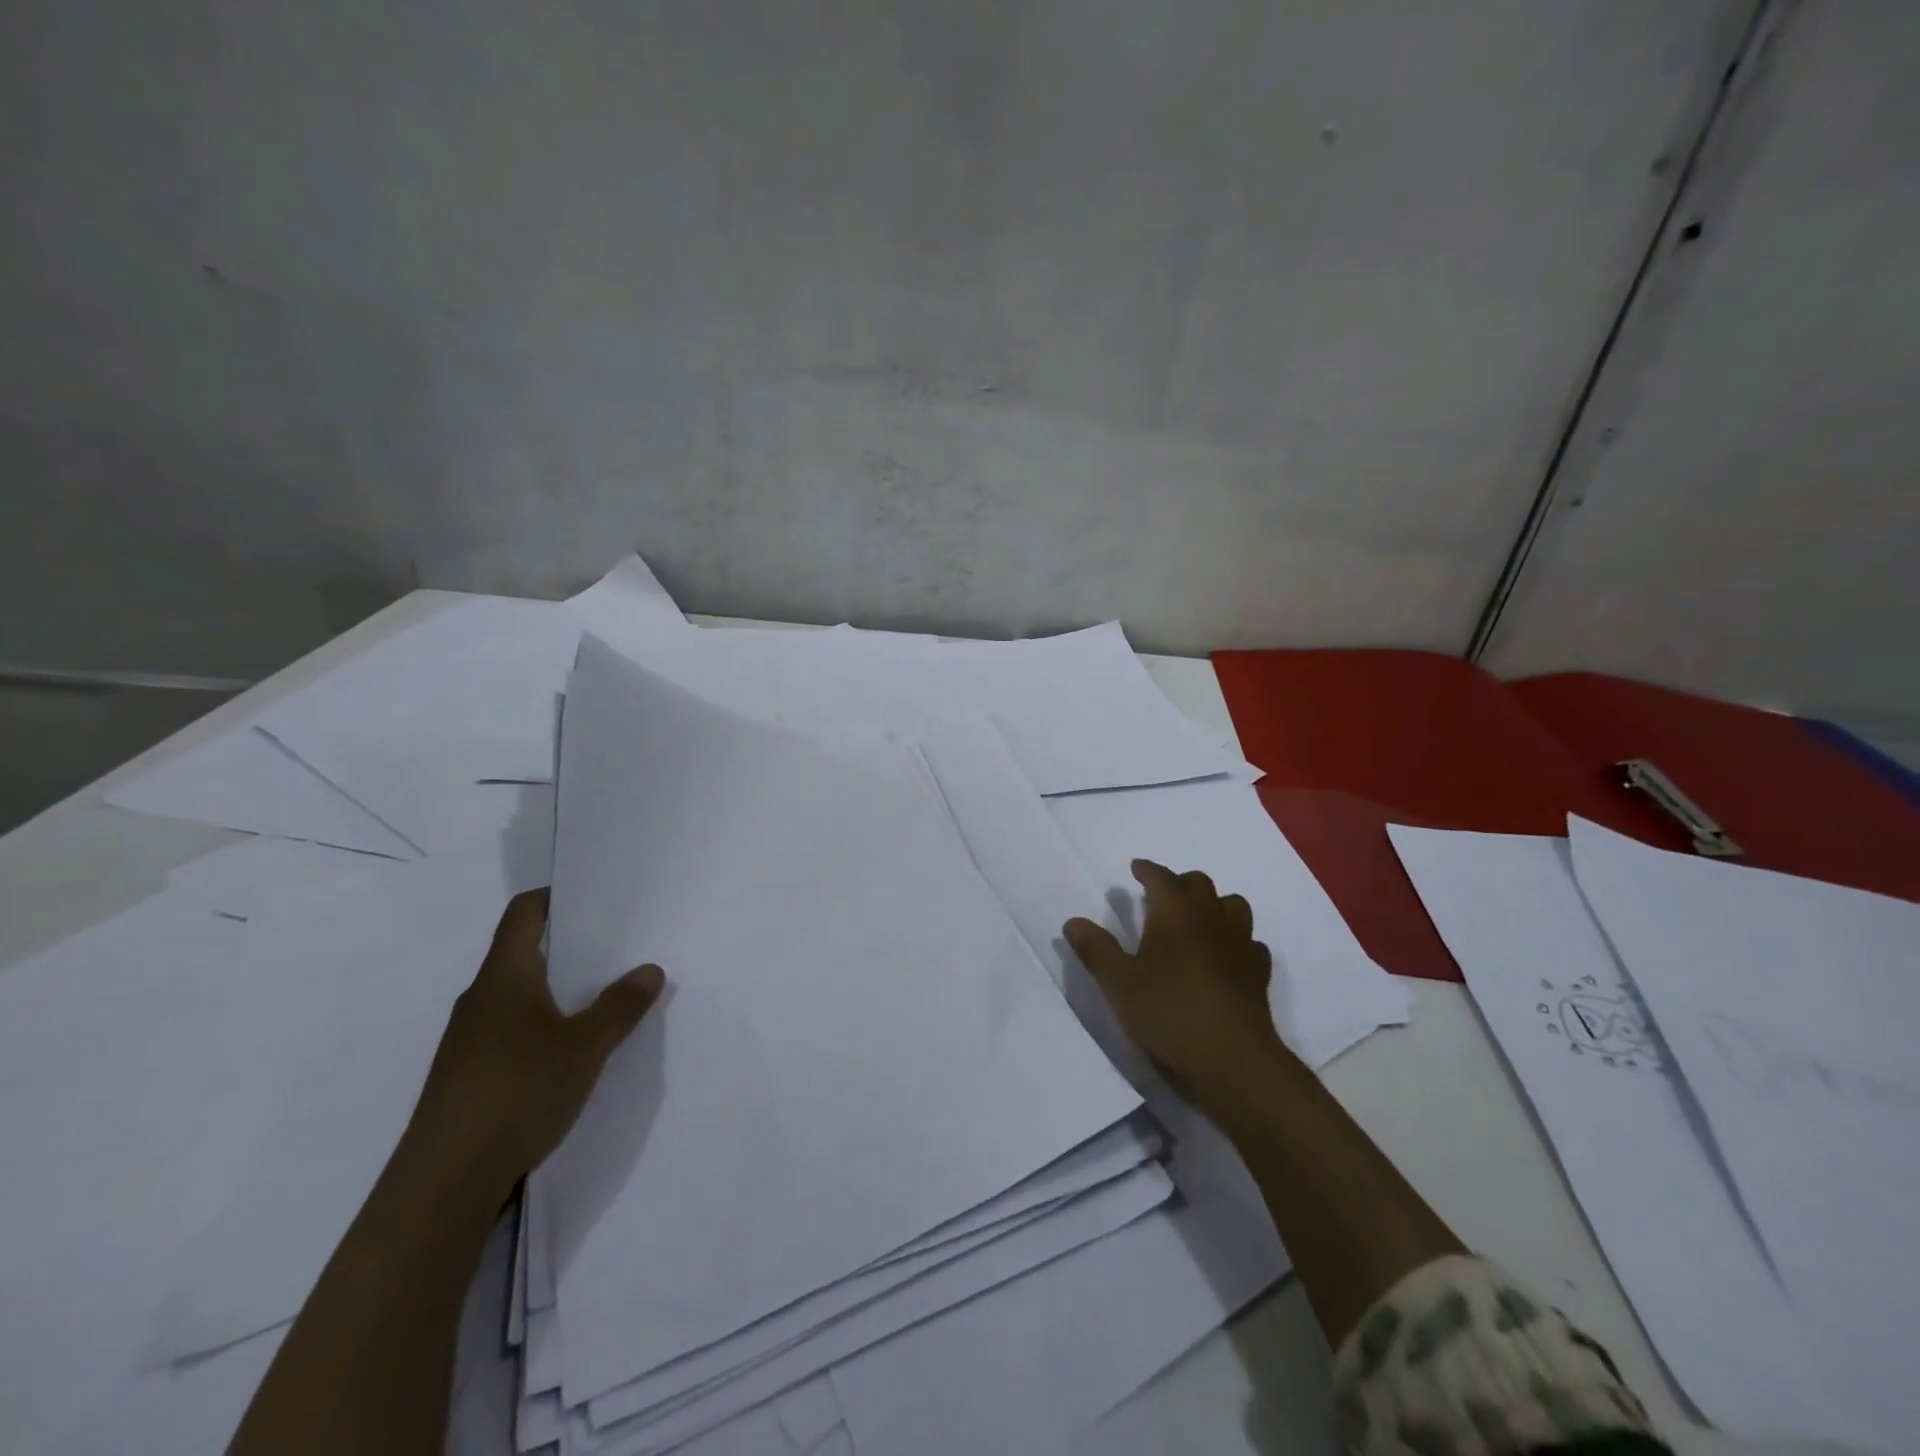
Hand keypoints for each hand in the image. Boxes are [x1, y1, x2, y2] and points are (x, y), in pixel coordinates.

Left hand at [407, 888, 665, 1199]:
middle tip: (619, 944)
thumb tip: (649, 969)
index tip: (595, 895)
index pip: (523, 913)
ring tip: (606, 994)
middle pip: (524, 952)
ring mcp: (470, 1040)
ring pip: (520, 994)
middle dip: (570, 945)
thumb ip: (620, 1005)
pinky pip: (514, 1029)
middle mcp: (481, 999)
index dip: (555, 896)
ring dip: (560, 989)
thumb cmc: (517, 1091)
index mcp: (504, 976)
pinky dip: (546, 1024)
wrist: (443, 1184)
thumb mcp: (585, 1045)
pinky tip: (574, 1048)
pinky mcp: (469, 1075)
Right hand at [1064, 860, 1291, 1111]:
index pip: (1161, 877)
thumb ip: (1096, 949)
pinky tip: (1226, 957)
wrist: (1232, 1058)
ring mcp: (1240, 943)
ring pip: (1233, 906)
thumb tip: (1073, 922)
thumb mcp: (1119, 983)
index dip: (1147, 870)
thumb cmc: (1169, 1012)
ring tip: (1198, 920)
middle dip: (1180, 883)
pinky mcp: (1258, 972)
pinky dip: (1236, 941)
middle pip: (1200, 884)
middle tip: (1163, 895)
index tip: (1136, 868)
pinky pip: (1250, 943)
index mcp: (1175, 912)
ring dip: (1214, 905)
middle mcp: (1210, 917)